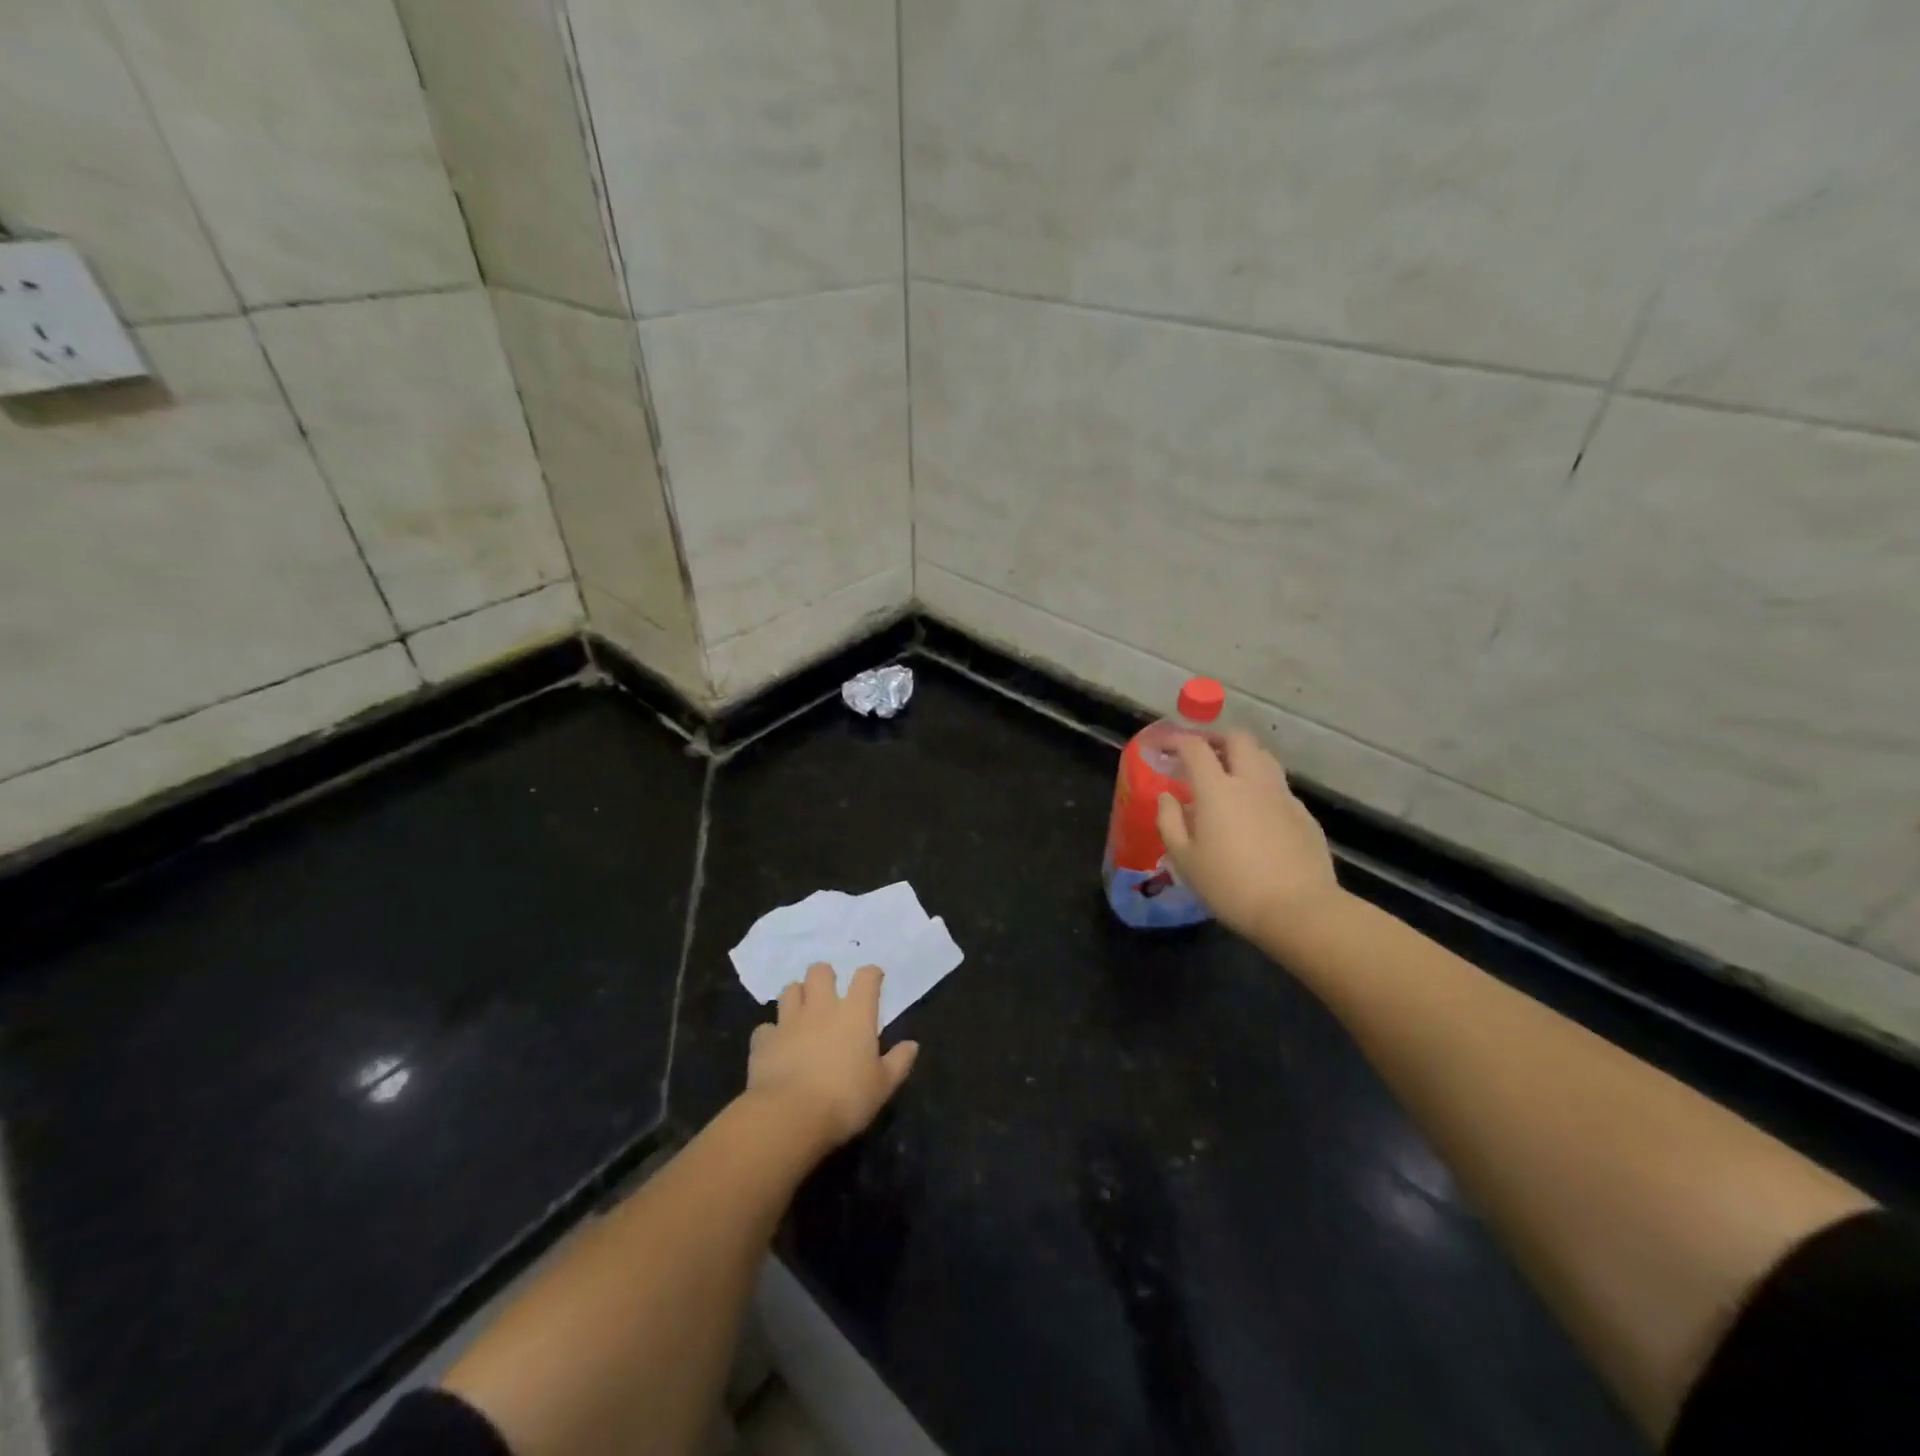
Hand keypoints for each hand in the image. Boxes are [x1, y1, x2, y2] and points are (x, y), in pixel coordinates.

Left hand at [747, 962, 918, 1152]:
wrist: (790, 1116)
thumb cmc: (845, 1099)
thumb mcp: (882, 1086)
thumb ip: (898, 1062)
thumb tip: (912, 1045)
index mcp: (856, 1013)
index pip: (866, 976)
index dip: (871, 974)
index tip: (874, 980)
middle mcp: (822, 1007)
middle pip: (820, 971)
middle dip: (825, 976)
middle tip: (829, 994)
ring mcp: (789, 1021)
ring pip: (789, 990)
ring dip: (796, 996)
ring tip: (801, 1012)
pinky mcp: (763, 1040)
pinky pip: (766, 1027)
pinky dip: (771, 1034)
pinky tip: (776, 1046)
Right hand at [1155, 730, 1340, 938]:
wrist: (1298, 909)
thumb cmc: (1230, 886)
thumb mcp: (1185, 860)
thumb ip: (1170, 822)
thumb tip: (1167, 797)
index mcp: (1217, 789)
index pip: (1195, 747)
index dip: (1178, 741)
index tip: (1166, 748)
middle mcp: (1252, 782)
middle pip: (1238, 739)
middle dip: (1217, 739)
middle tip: (1202, 754)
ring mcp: (1282, 796)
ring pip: (1264, 757)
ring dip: (1244, 757)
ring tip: (1230, 776)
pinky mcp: (1304, 814)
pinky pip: (1279, 787)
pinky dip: (1262, 786)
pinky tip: (1256, 812)